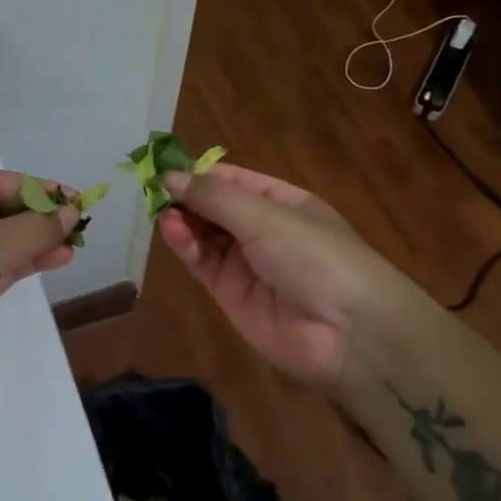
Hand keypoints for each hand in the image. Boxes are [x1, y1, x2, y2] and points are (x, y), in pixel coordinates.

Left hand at [0, 171, 79, 406]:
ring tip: (74, 242)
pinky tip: (55, 261)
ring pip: (1, 242)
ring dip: (36, 240)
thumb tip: (71, 212)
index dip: (36, 188)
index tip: (74, 199)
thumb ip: (36, 228)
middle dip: (37, 215)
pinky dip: (26, 263)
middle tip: (79, 221)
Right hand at [158, 163, 391, 383]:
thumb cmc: (315, 255)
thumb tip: (169, 175)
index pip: (231, 179)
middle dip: (185, 197)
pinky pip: (202, 263)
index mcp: (281, 201)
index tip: (163, 167)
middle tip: (152, 190)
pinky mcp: (230, 294)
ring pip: (204, 234)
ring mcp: (245, 263)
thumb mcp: (266, 215)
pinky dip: (185, 246)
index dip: (199, 173)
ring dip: (182, 221)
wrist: (348, 333)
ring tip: (162, 213)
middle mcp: (262, 228)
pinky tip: (171, 231)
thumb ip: (214, 196)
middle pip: (213, 206)